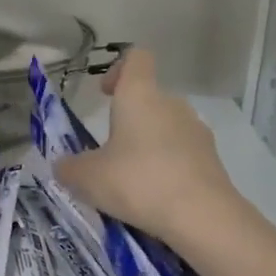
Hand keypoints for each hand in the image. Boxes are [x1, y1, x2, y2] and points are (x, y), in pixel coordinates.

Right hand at [53, 48, 238, 246]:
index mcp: (140, 95)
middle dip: (129, 120)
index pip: (136, 58)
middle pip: (150, 98)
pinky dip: (168, 167)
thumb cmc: (137, 182)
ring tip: (132, 179)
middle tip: (109, 150)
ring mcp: (197, 131)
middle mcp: (172, 104)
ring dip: (149, 145)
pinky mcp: (212, 159)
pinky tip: (156, 196)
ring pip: (167, 127)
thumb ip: (69, 168)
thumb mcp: (87, 178)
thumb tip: (63, 166)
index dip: (119, 69)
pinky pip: (183, 154)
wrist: (201, 216)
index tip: (105, 94)